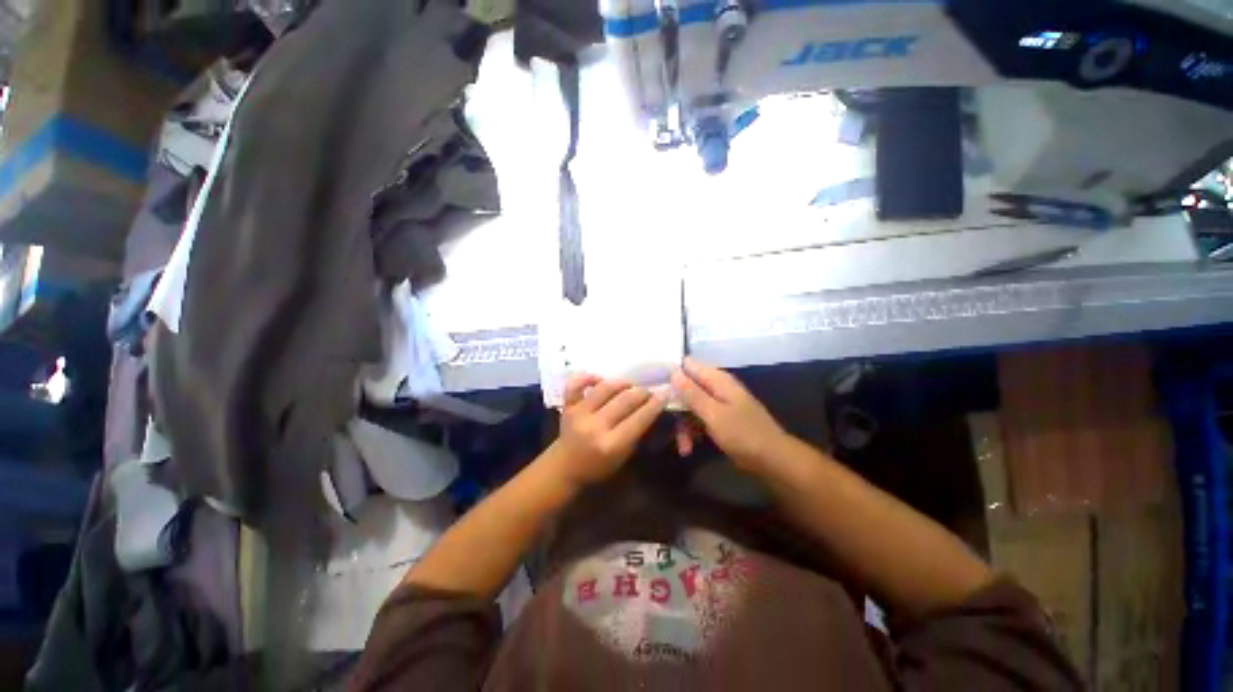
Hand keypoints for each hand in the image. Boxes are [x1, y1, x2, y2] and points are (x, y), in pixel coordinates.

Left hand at [547, 374, 667, 489]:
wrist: (564, 467)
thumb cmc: (598, 466)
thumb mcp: (623, 457)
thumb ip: (636, 433)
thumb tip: (651, 408)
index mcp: (611, 444)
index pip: (639, 419)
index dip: (655, 404)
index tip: (665, 394)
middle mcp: (595, 426)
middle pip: (625, 399)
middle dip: (642, 392)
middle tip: (648, 391)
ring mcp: (579, 413)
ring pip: (606, 387)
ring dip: (623, 383)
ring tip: (630, 386)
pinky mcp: (567, 405)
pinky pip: (576, 383)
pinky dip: (588, 377)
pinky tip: (600, 379)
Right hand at [671, 358, 791, 474]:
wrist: (772, 460)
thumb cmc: (743, 434)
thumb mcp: (714, 414)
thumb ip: (693, 393)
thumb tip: (674, 371)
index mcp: (717, 380)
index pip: (688, 365)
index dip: (671, 373)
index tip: (654, 386)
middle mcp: (716, 388)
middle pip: (686, 388)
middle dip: (675, 406)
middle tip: (665, 421)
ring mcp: (718, 404)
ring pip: (690, 407)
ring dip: (683, 425)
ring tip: (682, 445)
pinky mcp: (719, 419)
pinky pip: (699, 420)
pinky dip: (692, 432)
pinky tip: (688, 448)